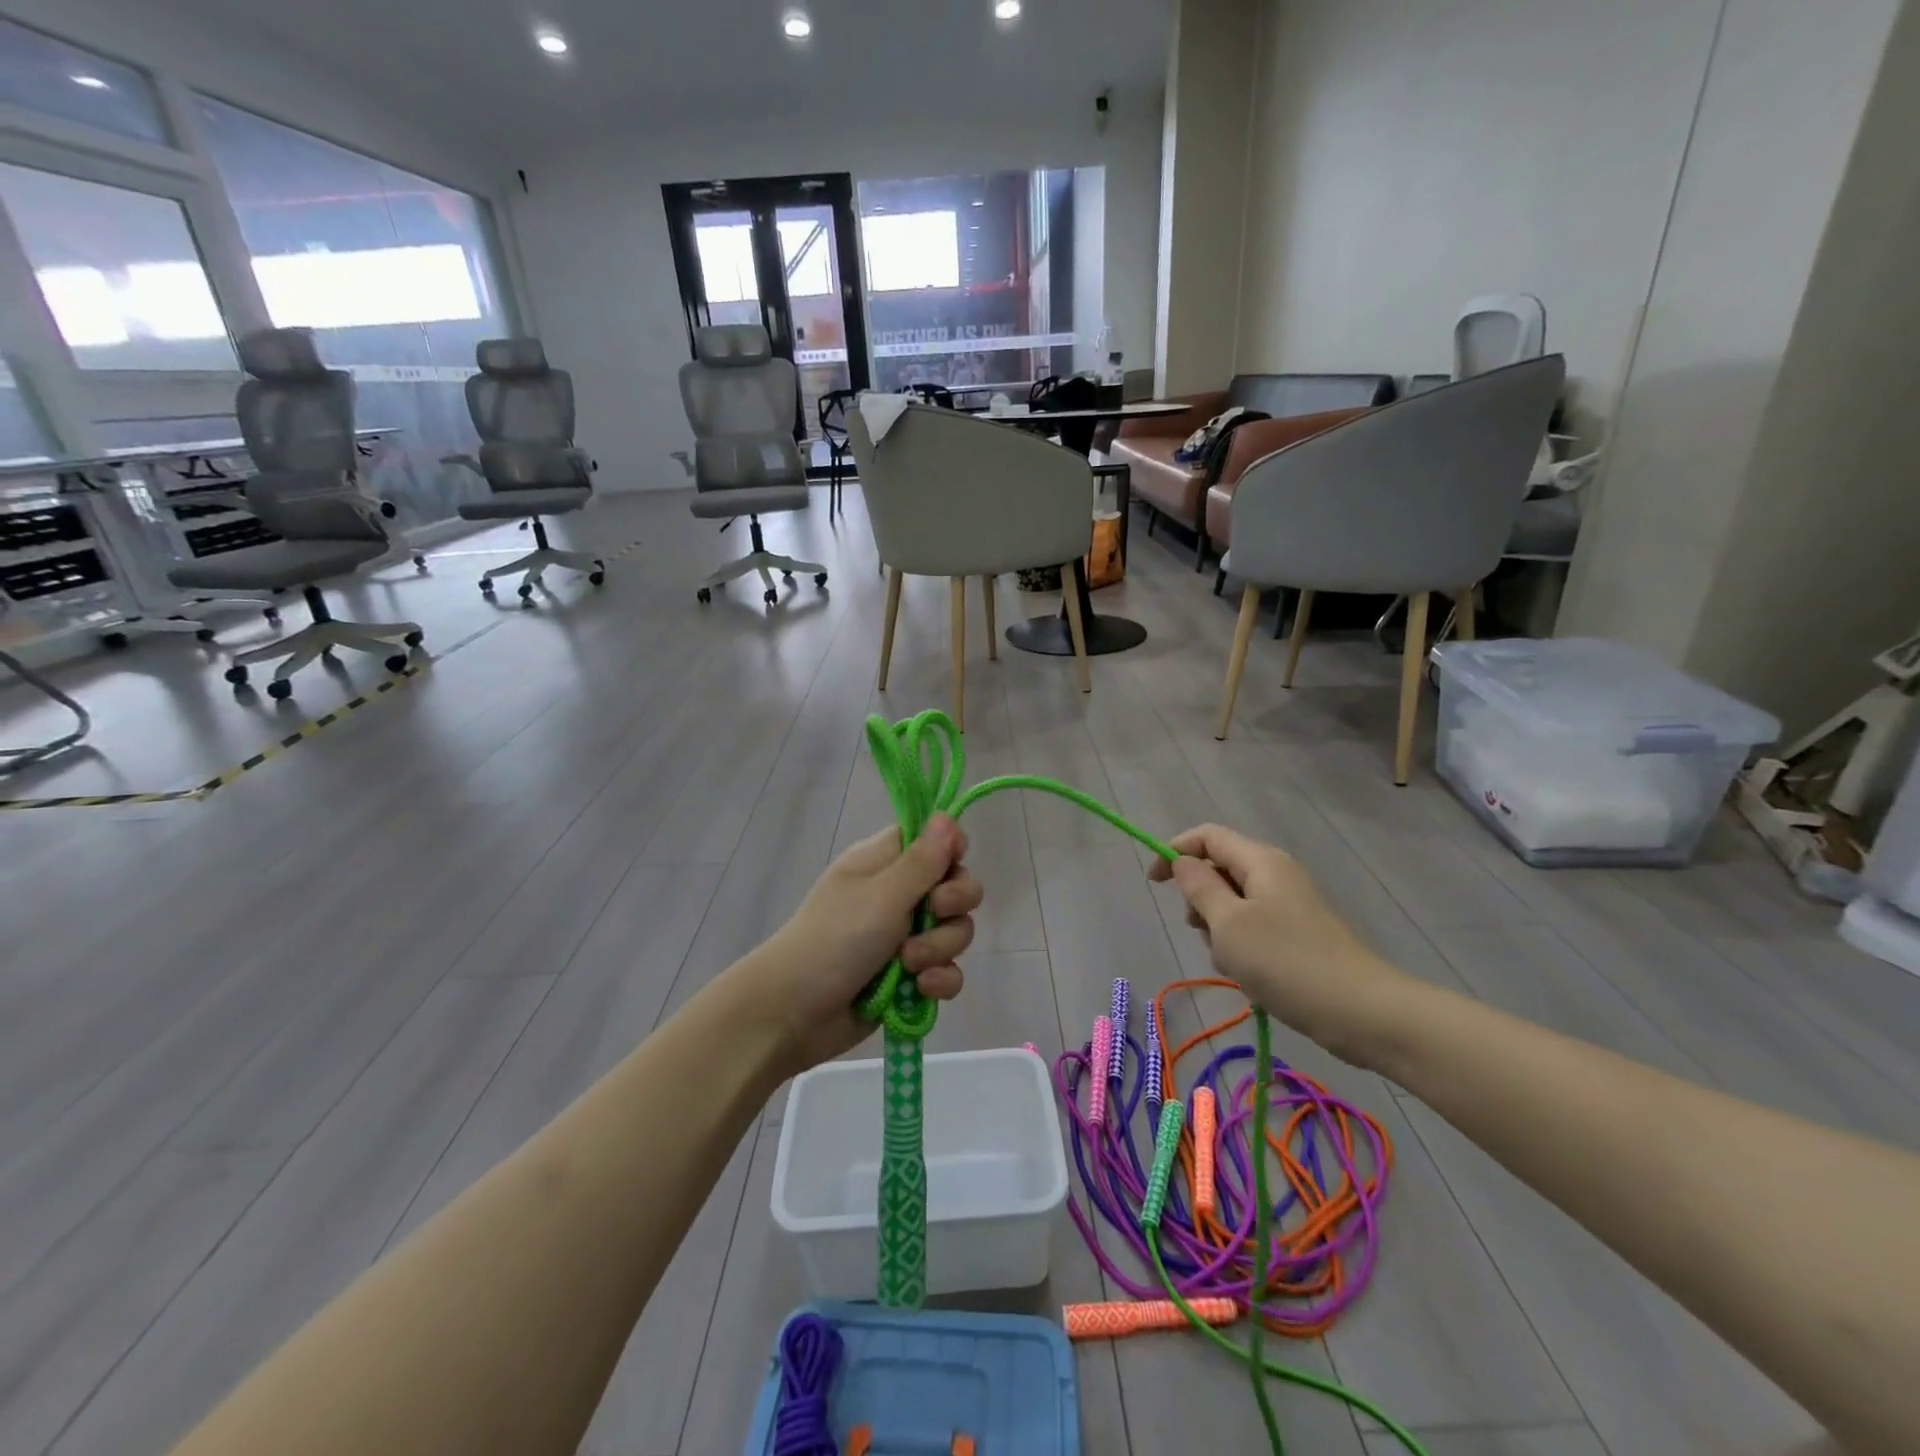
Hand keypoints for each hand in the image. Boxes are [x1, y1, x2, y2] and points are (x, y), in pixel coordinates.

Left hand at [747, 814, 981, 1071]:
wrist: (794, 1012)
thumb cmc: (835, 938)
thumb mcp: (883, 894)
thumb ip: (922, 860)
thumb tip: (947, 815)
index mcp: (885, 862)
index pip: (932, 839)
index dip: (950, 848)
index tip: (952, 863)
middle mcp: (898, 893)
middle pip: (954, 885)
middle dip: (954, 903)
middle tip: (934, 911)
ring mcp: (905, 937)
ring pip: (954, 931)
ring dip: (939, 948)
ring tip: (909, 963)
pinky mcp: (910, 976)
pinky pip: (947, 970)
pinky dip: (940, 980)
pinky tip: (922, 989)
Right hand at [1148, 824, 1413, 1062]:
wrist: (1362, 1013)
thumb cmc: (1287, 962)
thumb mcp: (1228, 923)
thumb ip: (1200, 888)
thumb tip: (1183, 863)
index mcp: (1261, 861)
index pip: (1207, 836)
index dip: (1174, 851)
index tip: (1154, 883)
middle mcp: (1276, 875)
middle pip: (1220, 868)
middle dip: (1199, 897)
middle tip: (1201, 931)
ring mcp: (1290, 906)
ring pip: (1233, 903)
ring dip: (1218, 928)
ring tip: (1230, 961)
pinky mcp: (1298, 935)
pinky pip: (1253, 927)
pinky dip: (1240, 946)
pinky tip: (1249, 975)